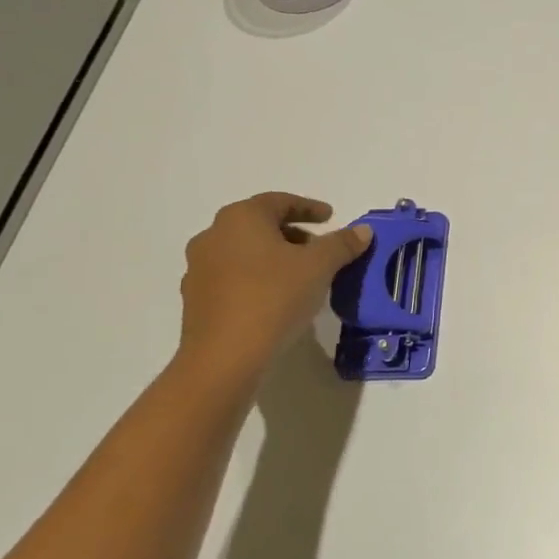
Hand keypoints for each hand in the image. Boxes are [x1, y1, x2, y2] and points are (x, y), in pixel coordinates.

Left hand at [175, 192, 372, 384]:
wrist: (224, 356)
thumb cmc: (274, 297)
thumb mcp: (319, 267)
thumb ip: (342, 244)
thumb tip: (362, 230)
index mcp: (241, 217)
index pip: (280, 201)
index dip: (309, 208)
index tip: (330, 217)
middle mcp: (214, 235)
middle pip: (260, 225)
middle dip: (292, 234)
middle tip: (319, 249)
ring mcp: (199, 268)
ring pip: (244, 252)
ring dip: (273, 257)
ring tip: (300, 276)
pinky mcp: (195, 299)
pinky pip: (233, 277)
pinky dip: (256, 279)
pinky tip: (275, 299)